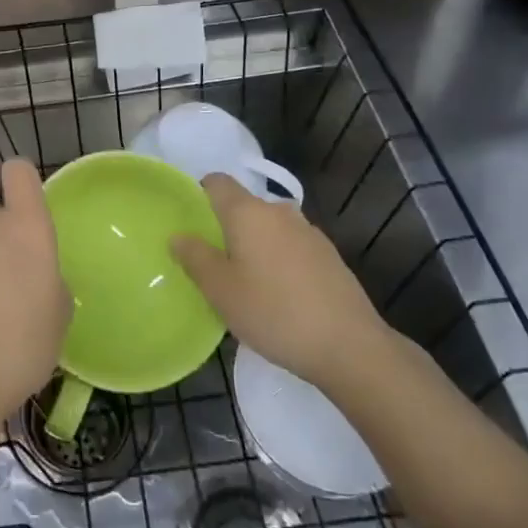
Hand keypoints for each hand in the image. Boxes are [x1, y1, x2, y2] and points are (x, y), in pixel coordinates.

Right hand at [172, 174, 389, 391]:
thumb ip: (195, 258)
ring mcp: (309, 232)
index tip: (190, 223)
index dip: (200, 194)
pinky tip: (280, 296)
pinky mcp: (330, 256)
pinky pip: (292, 247)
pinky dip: (280, 261)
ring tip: (247, 283)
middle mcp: (279, 212)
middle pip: (244, 206)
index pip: (217, 182)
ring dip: (255, 246)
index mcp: (248, 212)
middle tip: (214, 263)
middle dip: (227, 228)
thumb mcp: (221, 290)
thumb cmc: (274, 312)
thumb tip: (179, 235)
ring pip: (270, 228)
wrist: (349, 346)